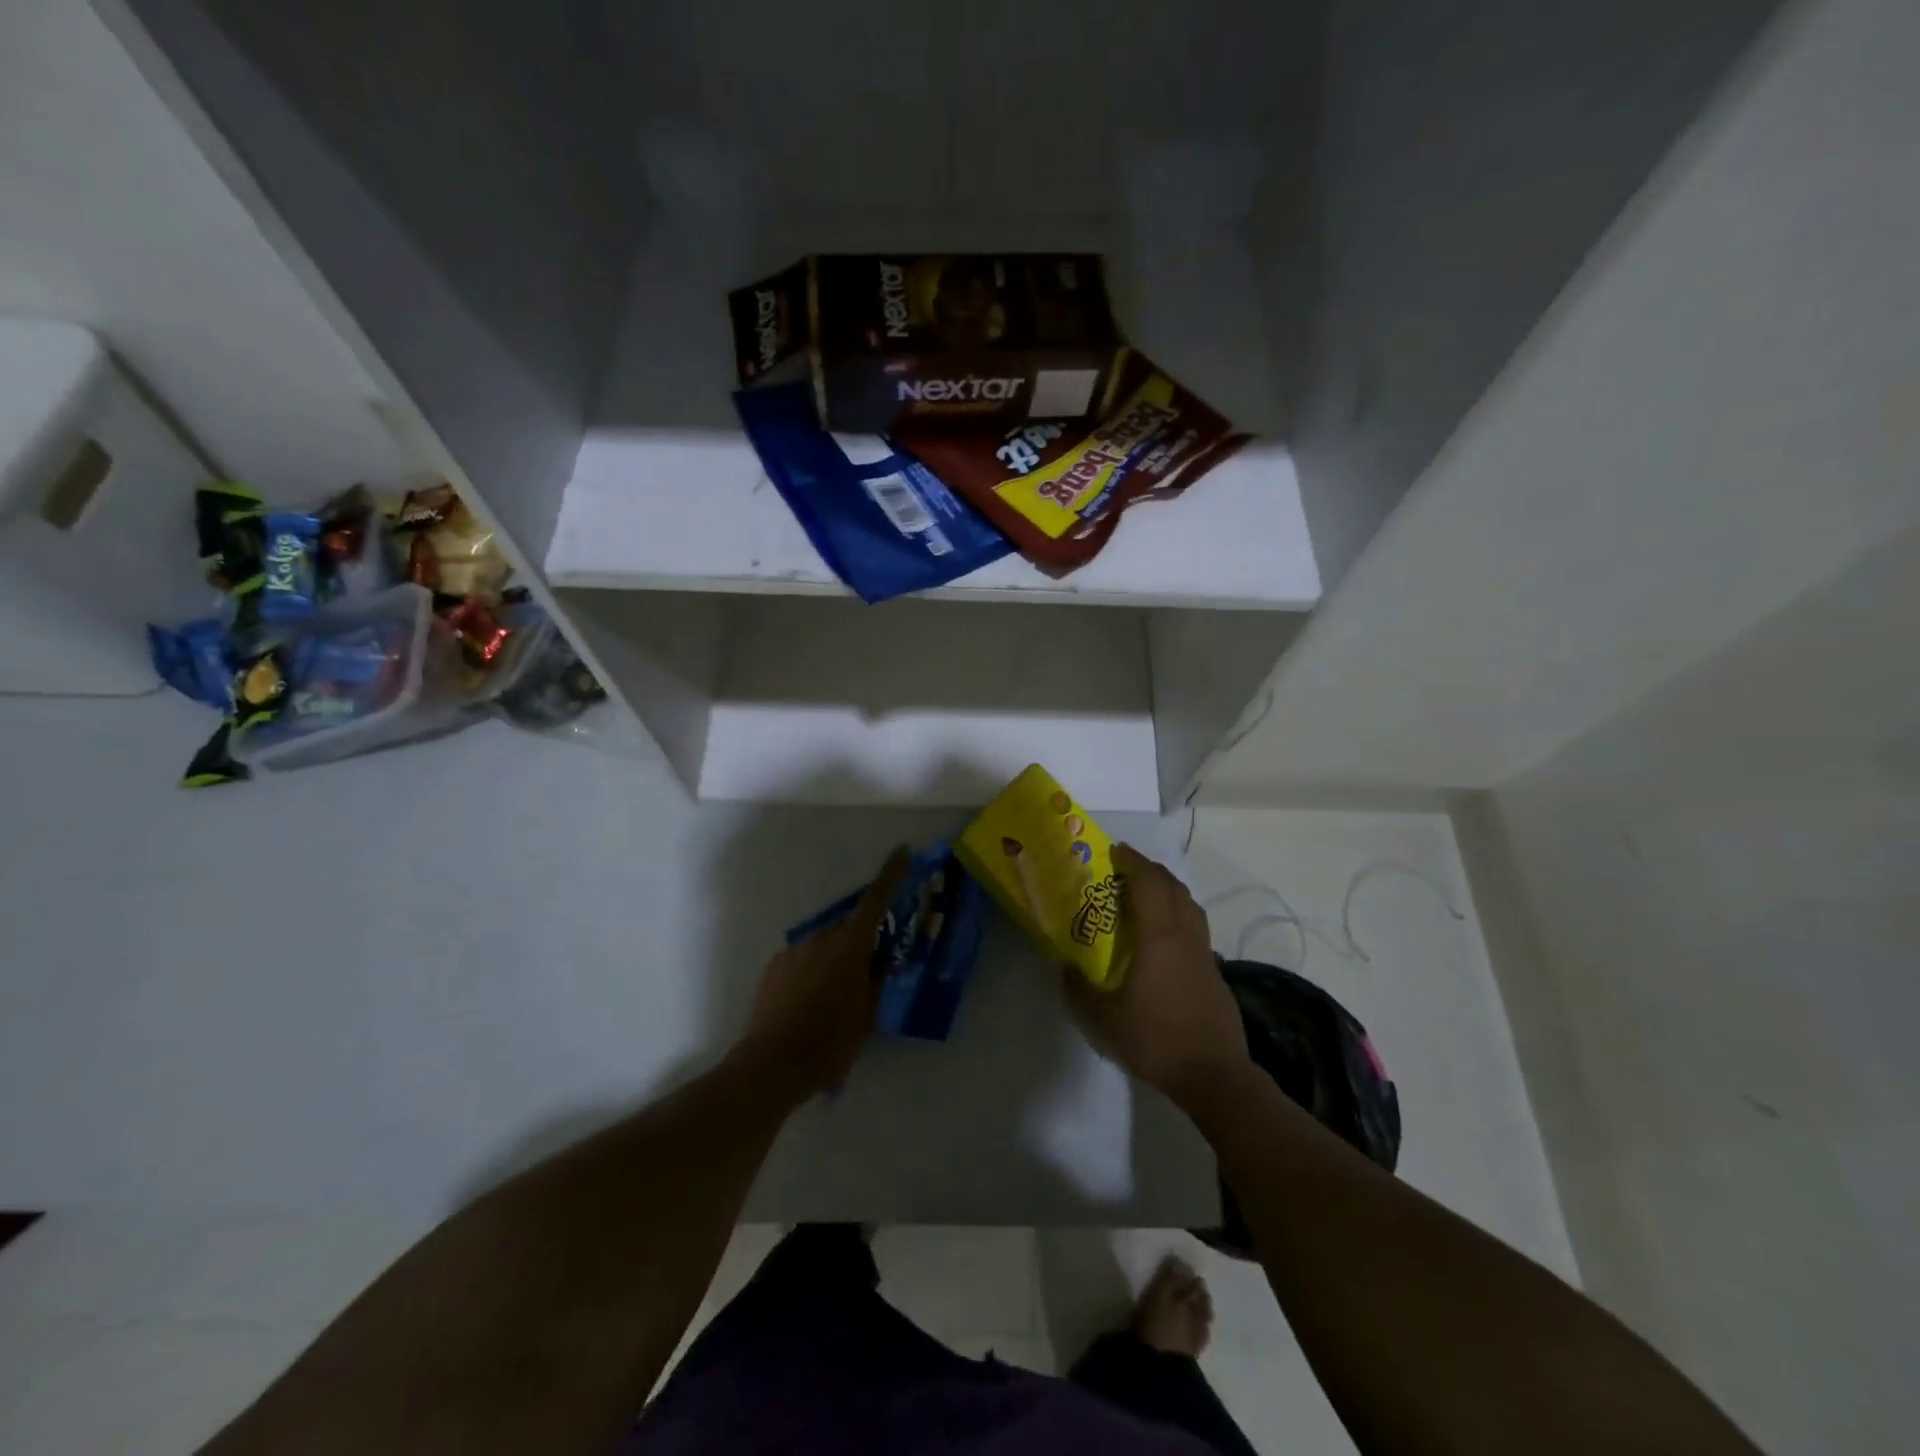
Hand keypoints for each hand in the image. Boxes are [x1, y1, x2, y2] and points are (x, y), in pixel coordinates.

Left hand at [735, 847, 910, 1103]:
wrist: (773, 1064)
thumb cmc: (831, 1041)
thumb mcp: (867, 1013)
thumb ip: (876, 979)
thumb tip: (882, 959)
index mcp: (851, 945)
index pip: (876, 899)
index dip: (891, 873)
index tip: (902, 851)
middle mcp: (822, 937)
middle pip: (850, 927)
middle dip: (861, 941)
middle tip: (868, 970)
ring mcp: (795, 949)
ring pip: (825, 944)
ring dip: (835, 959)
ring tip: (835, 998)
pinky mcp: (775, 965)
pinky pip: (803, 958)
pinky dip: (813, 970)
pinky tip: (810, 1003)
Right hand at [1064, 844, 1251, 1107]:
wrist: (1214, 1075)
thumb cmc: (1156, 1040)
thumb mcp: (1103, 1020)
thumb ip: (1079, 990)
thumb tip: (1064, 967)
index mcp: (1159, 938)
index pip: (1149, 884)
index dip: (1132, 862)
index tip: (1115, 850)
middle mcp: (1185, 936)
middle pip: (1173, 887)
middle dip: (1150, 869)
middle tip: (1127, 866)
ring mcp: (1205, 953)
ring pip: (1190, 905)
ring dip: (1168, 889)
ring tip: (1146, 892)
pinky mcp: (1215, 972)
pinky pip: (1196, 927)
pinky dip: (1178, 914)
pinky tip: (1164, 936)